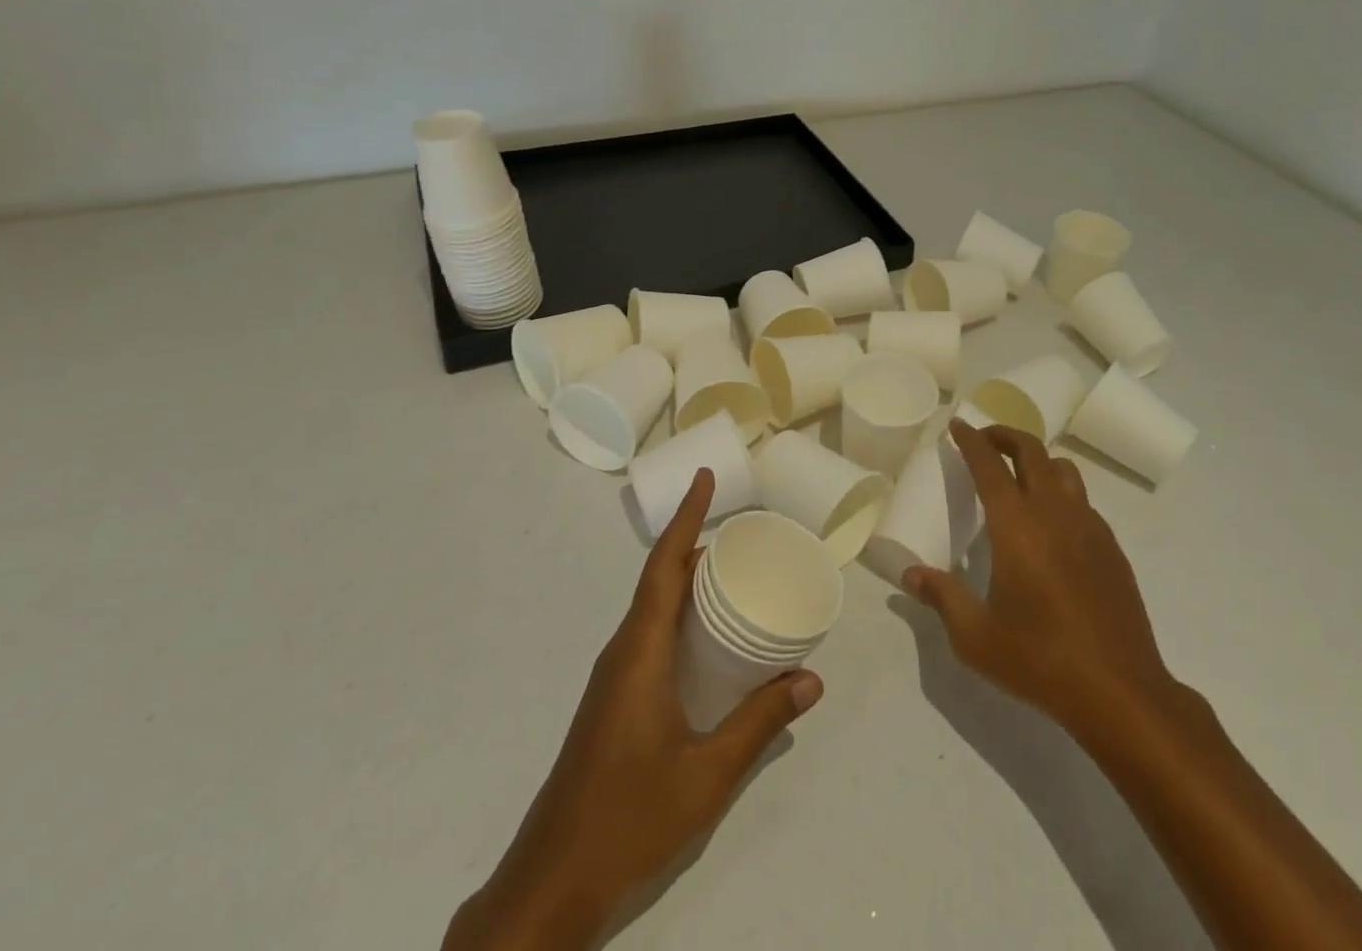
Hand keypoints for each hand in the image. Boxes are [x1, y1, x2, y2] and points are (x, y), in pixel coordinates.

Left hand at [444, 471, 821, 949]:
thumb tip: (811, 679)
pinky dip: (680, 618)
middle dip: (696, 547)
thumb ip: (759, 724)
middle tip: (744, 535)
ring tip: (733, 576)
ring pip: (654, 609)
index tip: (705, 479)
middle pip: (660, 580)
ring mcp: (614, 678)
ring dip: (688, 584)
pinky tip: (707, 643)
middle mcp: (623, 651)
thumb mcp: (707, 774)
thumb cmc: (629, 817)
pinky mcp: (613, 701)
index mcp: (640, 651)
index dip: (686, 517)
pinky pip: (650, 636)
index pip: (664, 565)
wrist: (551, 883)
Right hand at [904, 421, 1178, 736]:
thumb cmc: (1040, 659)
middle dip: (1005, 435)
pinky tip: (1052, 525)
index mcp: (1016, 525)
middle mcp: (1054, 512)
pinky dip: (1061, 493)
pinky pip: (1083, 501)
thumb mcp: (976, 636)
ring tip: (1019, 476)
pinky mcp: (1111, 548)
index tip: (957, 424)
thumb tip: (911, 575)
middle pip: (1032, 450)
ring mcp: (1088, 527)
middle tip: (984, 440)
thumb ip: (942, 597)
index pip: (989, 464)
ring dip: (1038, 460)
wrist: (1120, 691)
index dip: (971, 440)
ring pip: (1063, 470)